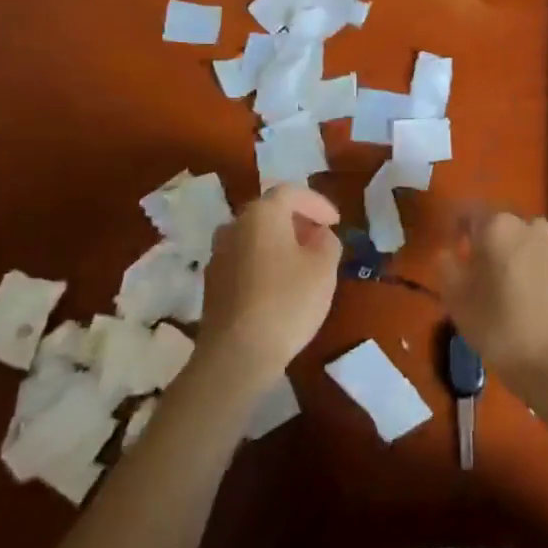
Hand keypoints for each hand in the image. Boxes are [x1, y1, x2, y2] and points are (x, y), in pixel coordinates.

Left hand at [198, 185, 341, 383]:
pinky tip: (279, 285)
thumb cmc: (287, 302)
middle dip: (297, 220)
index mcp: (261, 214)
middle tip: (320, 238)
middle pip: (269, 211)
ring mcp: (218, 255)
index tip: (336, 222)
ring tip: (301, 261)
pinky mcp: (212, 283)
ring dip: (278, 241)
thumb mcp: (324, 269)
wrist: (237, 354)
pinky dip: (263, 261)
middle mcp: (234, 226)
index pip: (291, 193)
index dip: (317, 203)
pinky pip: (243, 259)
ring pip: (254, 236)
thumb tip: (319, 234)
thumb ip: (327, 242)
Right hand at [438, 209, 547, 405]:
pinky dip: (532, 268)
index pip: (467, 211)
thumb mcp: (457, 300)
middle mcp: (529, 224)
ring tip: (503, 286)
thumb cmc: (499, 327)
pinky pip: (543, 257)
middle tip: (474, 272)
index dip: (454, 226)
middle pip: (499, 225)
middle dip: (485, 242)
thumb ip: (447, 266)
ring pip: (523, 241)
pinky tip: (528, 296)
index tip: (450, 247)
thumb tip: (449, 252)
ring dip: (511, 254)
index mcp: (497, 226)